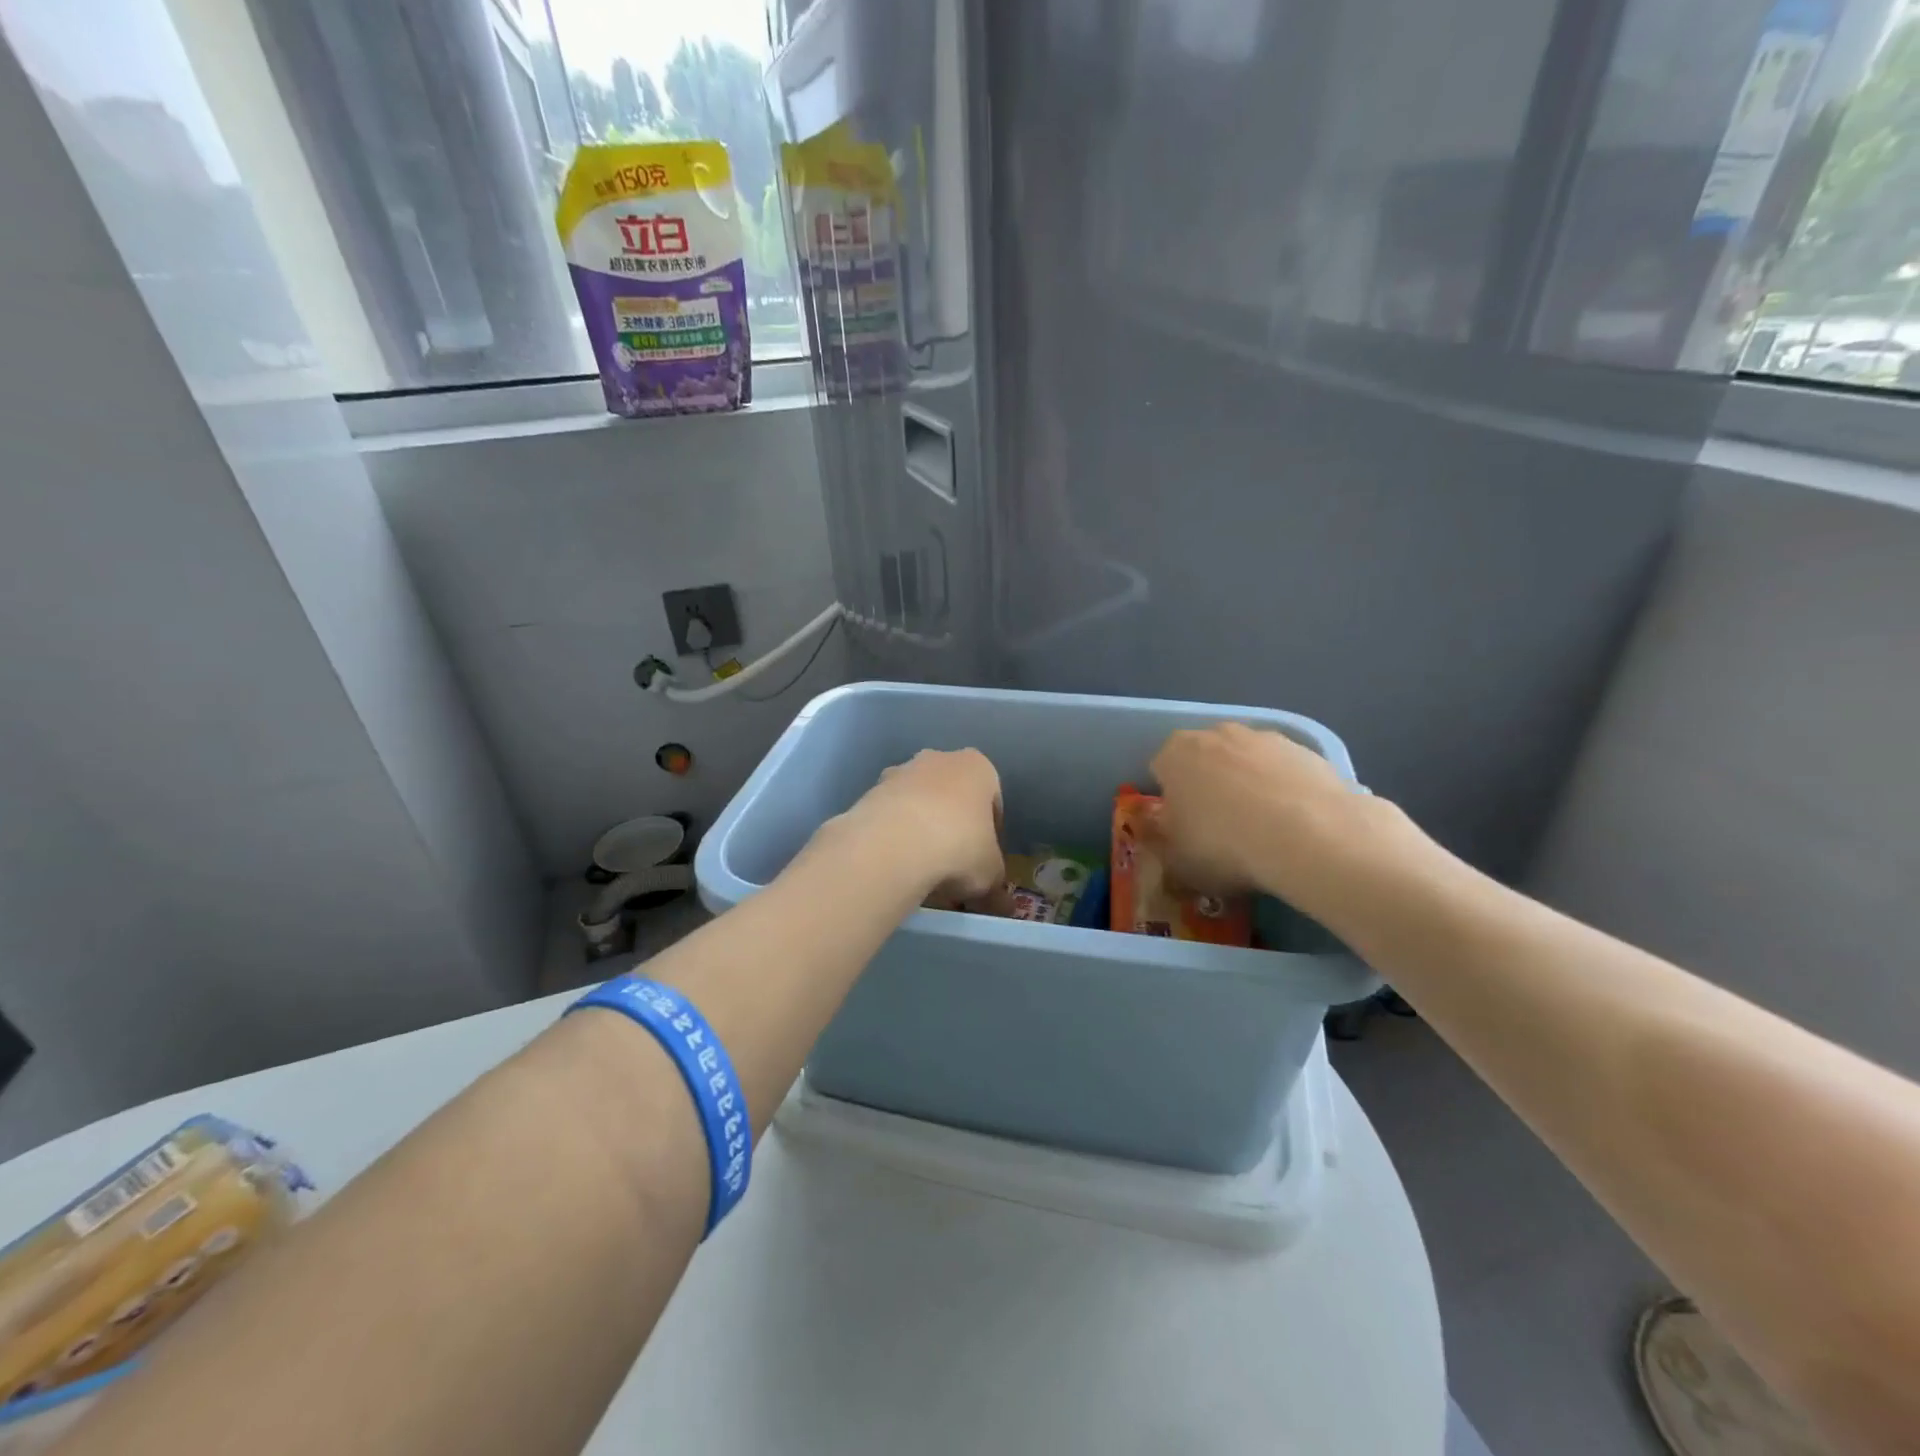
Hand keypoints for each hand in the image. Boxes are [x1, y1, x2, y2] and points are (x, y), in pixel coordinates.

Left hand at [842, 749, 1011, 913]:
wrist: (893, 845)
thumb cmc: (959, 847)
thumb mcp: (990, 875)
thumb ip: (997, 888)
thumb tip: (1003, 907)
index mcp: (977, 767)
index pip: (992, 800)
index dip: (991, 833)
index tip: (985, 860)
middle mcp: (939, 759)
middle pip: (952, 796)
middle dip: (954, 826)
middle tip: (954, 865)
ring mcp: (900, 772)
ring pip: (918, 803)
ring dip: (922, 829)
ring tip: (922, 869)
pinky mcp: (870, 792)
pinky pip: (891, 815)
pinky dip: (895, 836)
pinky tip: (896, 864)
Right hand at [1147, 723, 1403, 920]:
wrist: (1310, 836)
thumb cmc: (1224, 846)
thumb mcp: (1174, 859)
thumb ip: (1158, 839)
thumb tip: (1156, 828)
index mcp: (1174, 754)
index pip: (1160, 771)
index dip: (1170, 802)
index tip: (1183, 830)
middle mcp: (1216, 734)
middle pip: (1204, 760)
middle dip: (1208, 787)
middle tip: (1220, 830)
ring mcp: (1265, 738)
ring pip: (1246, 762)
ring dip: (1249, 786)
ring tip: (1264, 831)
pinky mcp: (1308, 750)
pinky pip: (1285, 772)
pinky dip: (1285, 791)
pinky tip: (1297, 826)